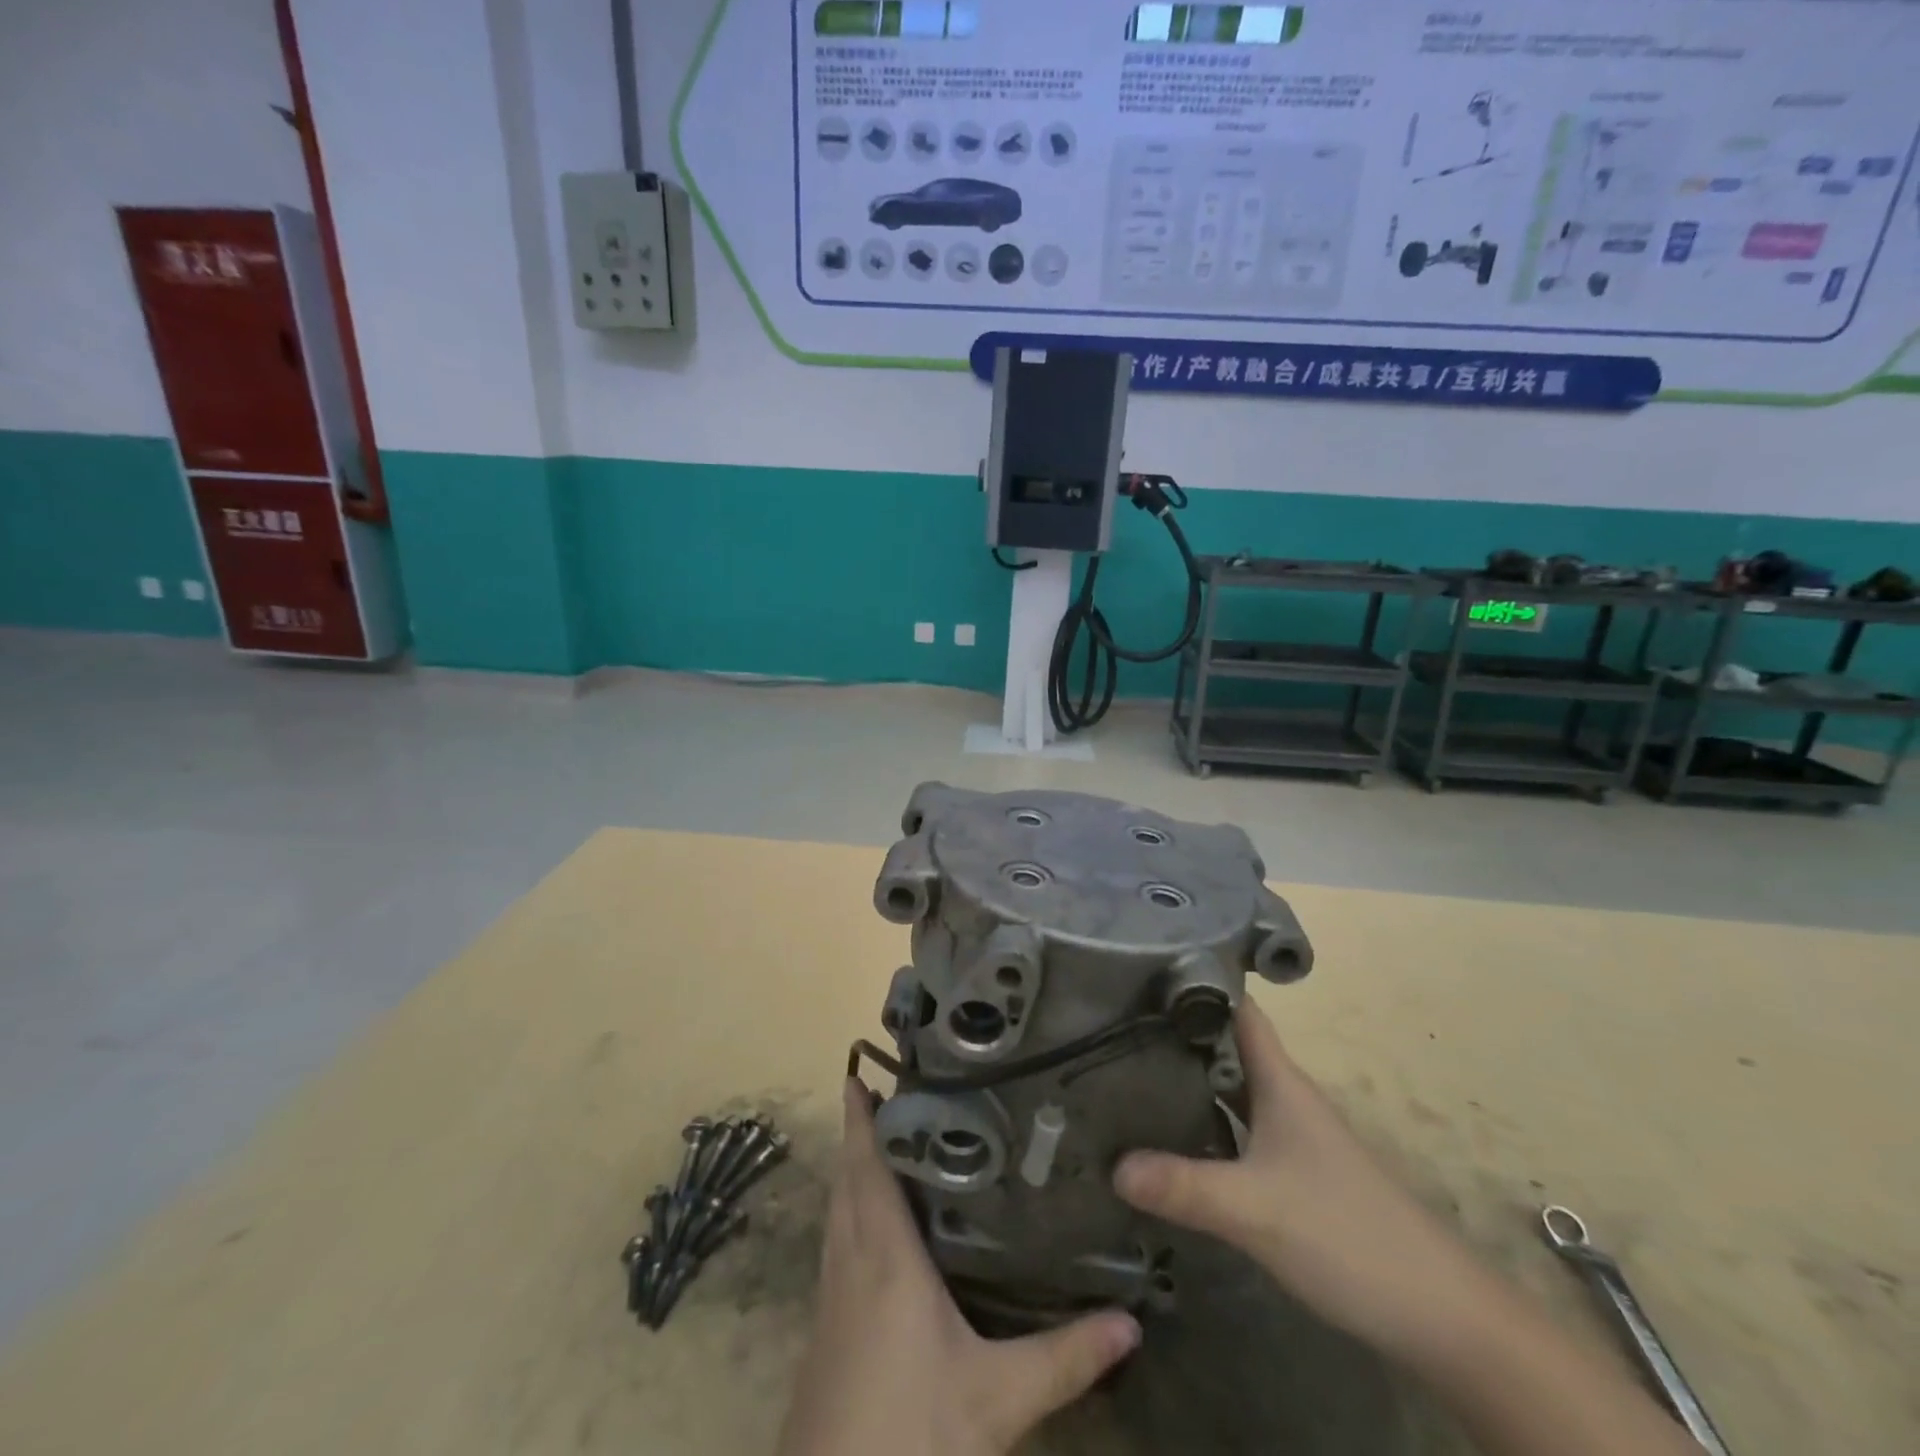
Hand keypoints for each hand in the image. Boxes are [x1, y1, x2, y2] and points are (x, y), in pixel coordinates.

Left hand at [777, 1081, 1139, 1455]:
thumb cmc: (910, 1436)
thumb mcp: (997, 1400)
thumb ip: (1064, 1357)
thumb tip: (1131, 1320)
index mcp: (885, 1257)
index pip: (868, 1167)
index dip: (862, 1118)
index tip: (862, 1070)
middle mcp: (851, 1260)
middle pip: (848, 1177)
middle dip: (860, 1132)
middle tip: (891, 1092)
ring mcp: (831, 1294)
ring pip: (838, 1208)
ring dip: (852, 1168)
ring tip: (885, 1139)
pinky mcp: (826, 1325)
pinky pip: (836, 1241)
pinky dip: (849, 1209)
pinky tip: (872, 1224)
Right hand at [1114, 1000, 1498, 1366]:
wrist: (1439, 1314)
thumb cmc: (1346, 1234)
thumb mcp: (1255, 1208)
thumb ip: (1183, 1185)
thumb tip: (1111, 1164)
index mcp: (1281, 1081)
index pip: (1237, 1009)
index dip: (1197, 982)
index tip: (1143, 971)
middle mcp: (1283, 1098)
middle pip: (1224, 1048)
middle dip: (1174, 1034)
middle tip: (1112, 1024)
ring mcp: (1289, 1137)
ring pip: (1228, 1091)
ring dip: (1185, 1081)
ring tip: (1123, 1072)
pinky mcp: (1291, 1175)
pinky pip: (1234, 1131)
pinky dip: (1201, 1126)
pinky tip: (1166, 1139)